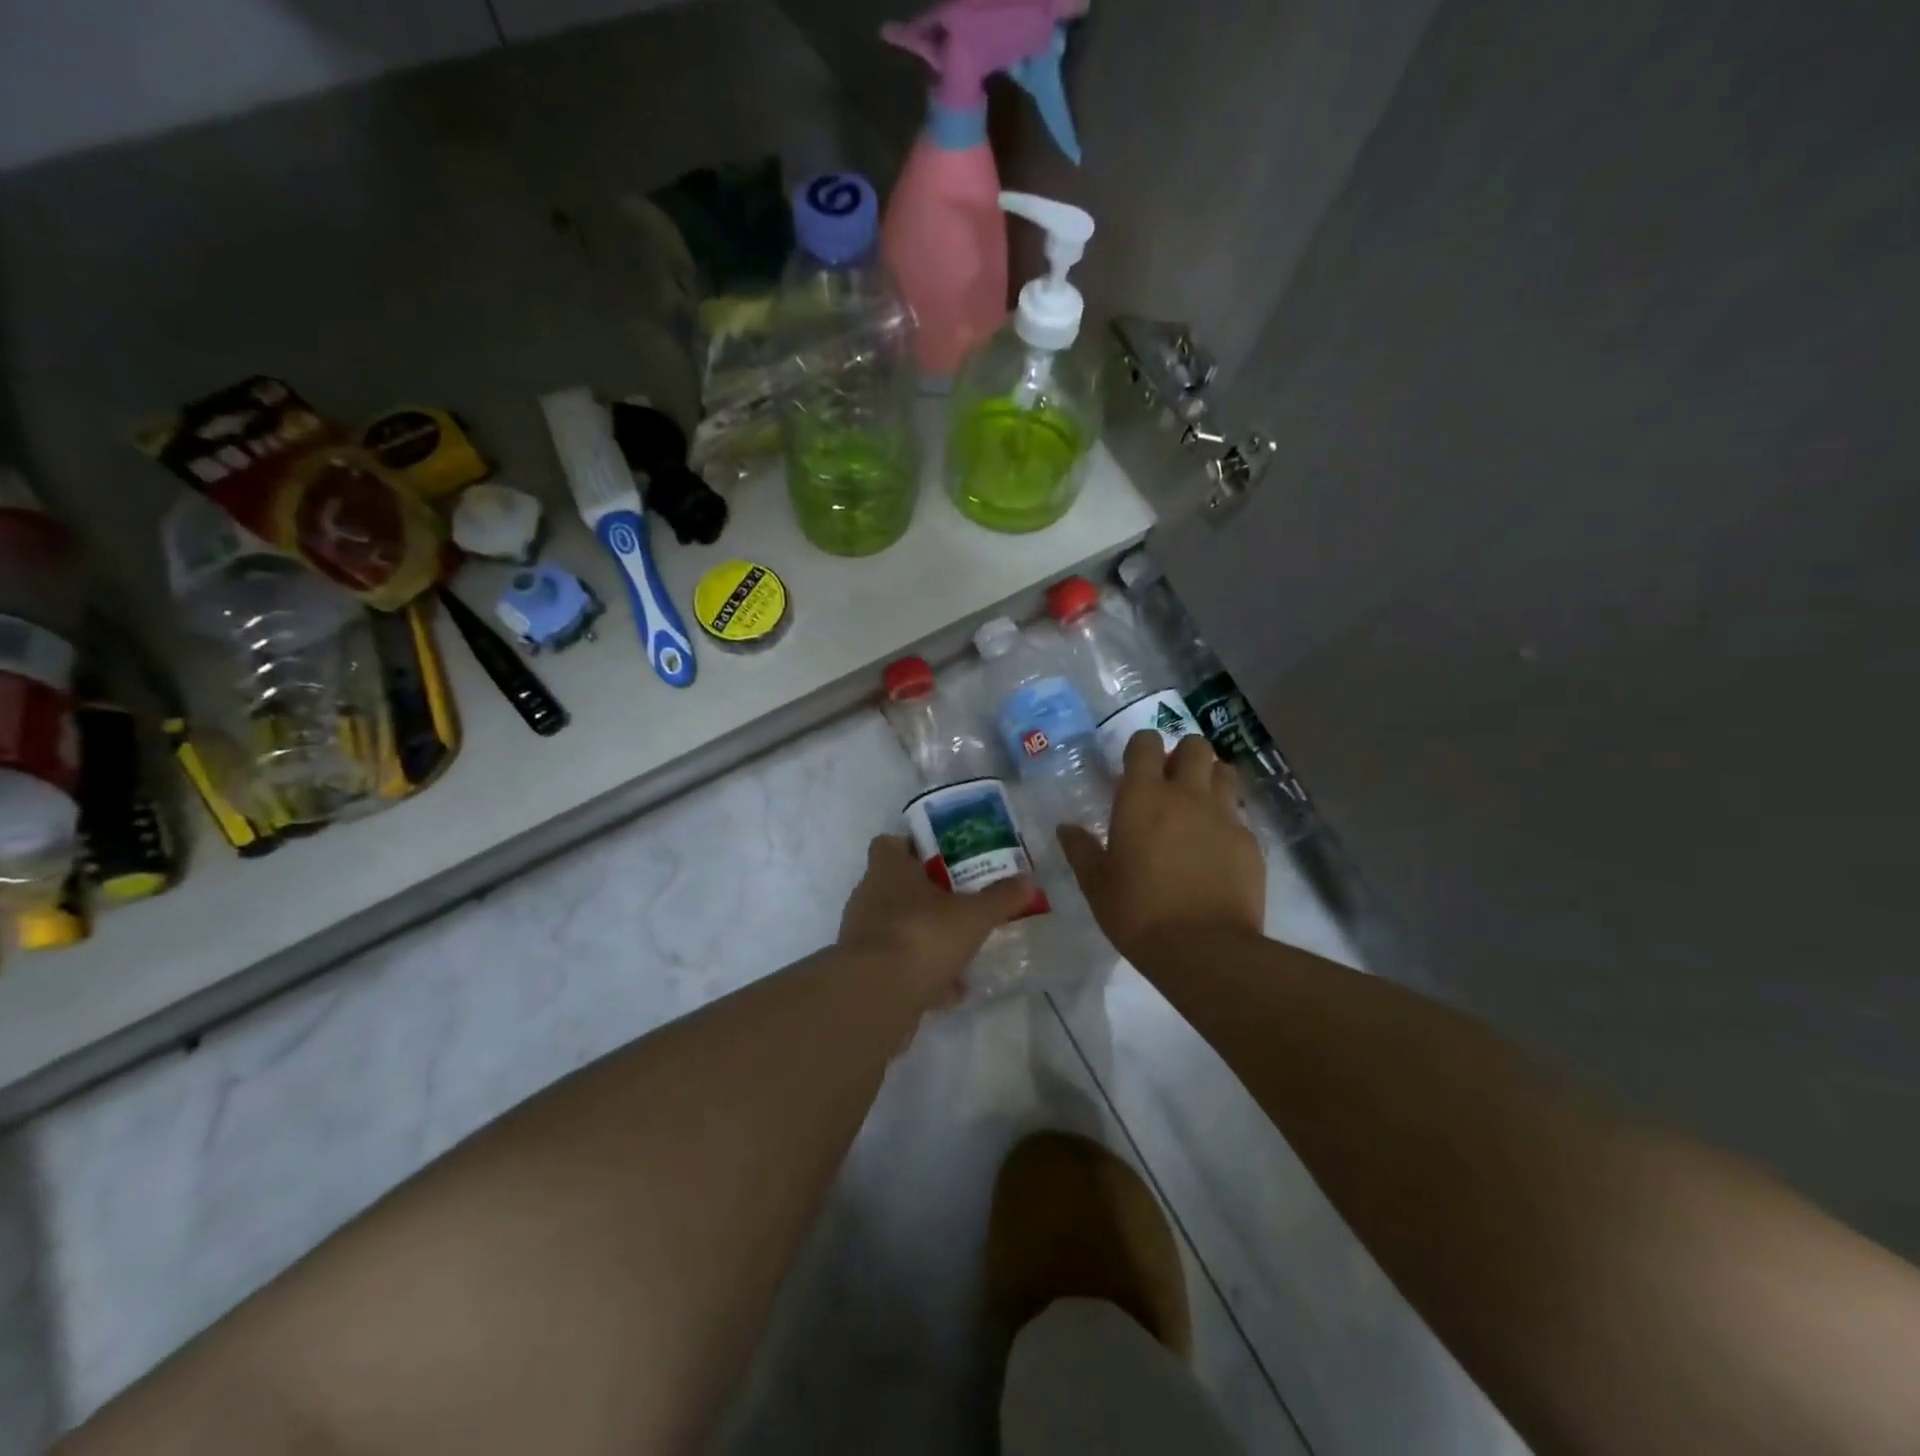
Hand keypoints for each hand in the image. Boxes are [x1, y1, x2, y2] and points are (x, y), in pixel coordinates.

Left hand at [837, 834, 1036, 1006]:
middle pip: (895, 886)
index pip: (890, 843)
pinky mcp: (863, 971)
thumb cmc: (922, 935)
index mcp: (888, 869)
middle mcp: (869, 896)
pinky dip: (920, 975)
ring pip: (897, 928)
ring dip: (924, 937)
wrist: (877, 995)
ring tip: (960, 949)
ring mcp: (862, 935)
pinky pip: (897, 966)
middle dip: (926, 895)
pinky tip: (950, 990)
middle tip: (959, 901)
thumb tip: (1028, 880)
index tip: (942, 858)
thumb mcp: (974, 915)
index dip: (913, 847)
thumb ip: (1001, 898)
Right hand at [1057, 732, 1265, 965]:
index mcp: (1143, 797)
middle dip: (1184, 755)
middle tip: (1171, 781)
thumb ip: (1081, 850)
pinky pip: (1240, 815)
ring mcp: (1224, 816)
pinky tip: (1217, 848)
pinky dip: (1228, 820)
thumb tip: (1065, 828)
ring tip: (1199, 804)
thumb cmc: (1138, 912)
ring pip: (1225, 772)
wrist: (1204, 949)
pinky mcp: (1250, 842)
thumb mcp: (1096, 884)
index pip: (1146, 743)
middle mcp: (1187, 795)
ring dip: (1211, 778)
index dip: (1142, 747)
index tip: (1135, 766)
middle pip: (1195, 746)